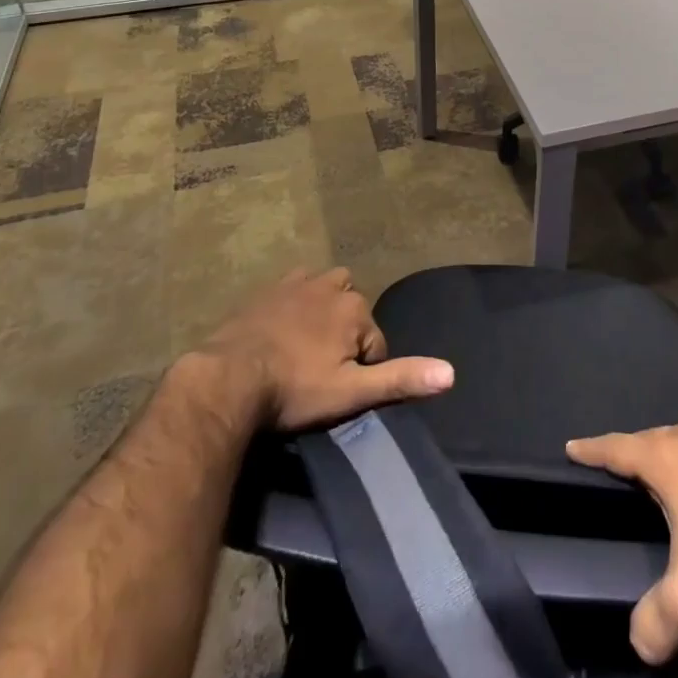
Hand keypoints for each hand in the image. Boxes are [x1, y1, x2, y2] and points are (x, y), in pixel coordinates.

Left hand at [199, 267, 454, 430]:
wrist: (227, 379)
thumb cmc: (293, 389)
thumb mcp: (351, 393)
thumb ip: (400, 379)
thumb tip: (451, 373)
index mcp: (355, 308)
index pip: (376, 344)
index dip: (364, 371)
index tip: (338, 394)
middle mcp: (332, 286)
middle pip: (354, 311)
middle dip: (347, 335)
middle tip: (323, 372)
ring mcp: (297, 284)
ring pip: (327, 290)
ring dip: (326, 311)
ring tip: (309, 346)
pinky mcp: (267, 290)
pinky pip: (295, 287)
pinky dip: (297, 302)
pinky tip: (282, 329)